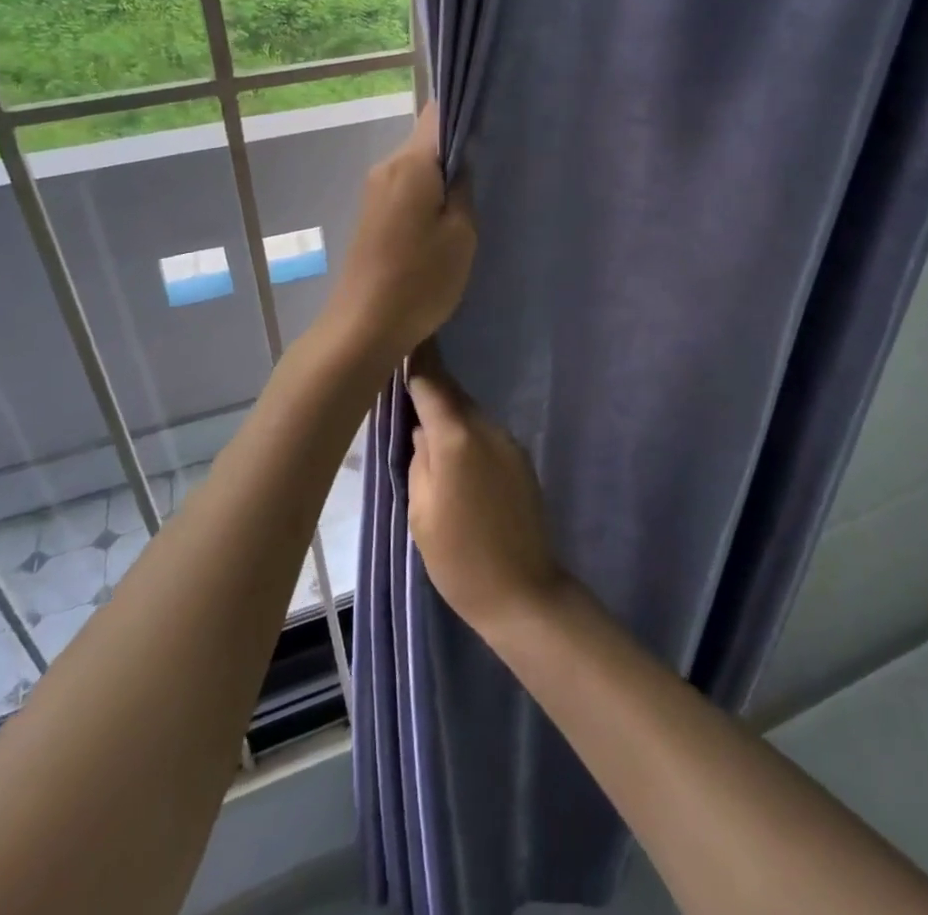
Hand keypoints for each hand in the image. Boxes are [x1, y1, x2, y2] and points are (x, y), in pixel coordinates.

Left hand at [323, 104, 475, 365]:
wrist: (363, 327)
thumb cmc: (420, 280)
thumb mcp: (461, 234)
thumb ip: (464, 188)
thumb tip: (464, 159)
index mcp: (409, 163)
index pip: (437, 113)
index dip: (466, 111)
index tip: (495, 123)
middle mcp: (386, 167)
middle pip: (426, 140)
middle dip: (458, 148)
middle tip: (495, 167)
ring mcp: (375, 191)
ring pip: (417, 166)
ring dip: (443, 176)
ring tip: (475, 196)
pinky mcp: (372, 214)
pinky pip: (406, 188)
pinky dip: (427, 194)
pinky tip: (447, 218)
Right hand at [407, 348, 564, 633]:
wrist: (524, 593)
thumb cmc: (459, 559)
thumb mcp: (421, 511)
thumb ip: (418, 458)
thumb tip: (421, 428)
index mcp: (456, 438)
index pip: (432, 383)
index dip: (418, 358)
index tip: (407, 334)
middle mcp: (486, 428)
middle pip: (453, 396)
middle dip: (430, 389)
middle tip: (404, 386)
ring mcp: (508, 442)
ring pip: (469, 415)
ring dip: (448, 415)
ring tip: (424, 431)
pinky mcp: (521, 459)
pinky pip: (485, 434)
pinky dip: (466, 435)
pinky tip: (455, 458)